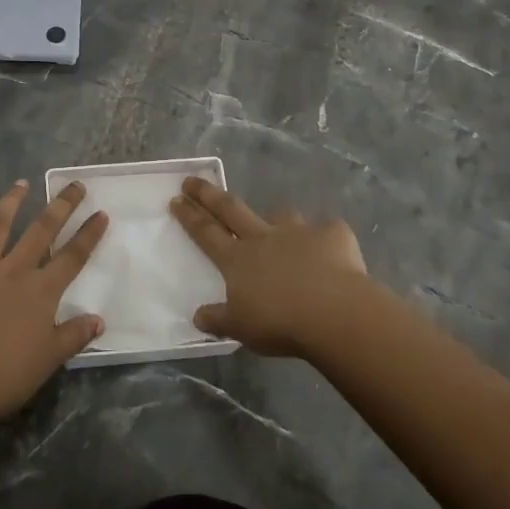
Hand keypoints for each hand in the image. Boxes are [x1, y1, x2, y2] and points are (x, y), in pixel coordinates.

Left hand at [0, 180, 107, 426]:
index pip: (72, 257)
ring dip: (11, 201)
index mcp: (41, 292)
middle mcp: (14, 270)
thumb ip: (74, 335)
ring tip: (22, 183)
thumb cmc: (4, 377)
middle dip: (61, 206)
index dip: (89, 234)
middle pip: (41, 231)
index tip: (101, 213)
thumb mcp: (49, 360)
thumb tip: (100, 319)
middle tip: (75, 186)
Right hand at [170, 177, 373, 357]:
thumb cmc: (280, 323)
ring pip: (282, 215)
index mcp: (237, 259)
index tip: (176, 198)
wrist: (333, 312)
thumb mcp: (240, 328)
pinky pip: (327, 231)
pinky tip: (331, 251)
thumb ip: (218, 319)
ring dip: (277, 218)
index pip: (206, 232)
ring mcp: (298, 232)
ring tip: (279, 223)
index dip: (190, 215)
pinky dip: (326, 238)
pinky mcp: (332, 235)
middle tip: (193, 180)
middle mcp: (264, 238)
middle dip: (209, 194)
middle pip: (231, 209)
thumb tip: (197, 317)